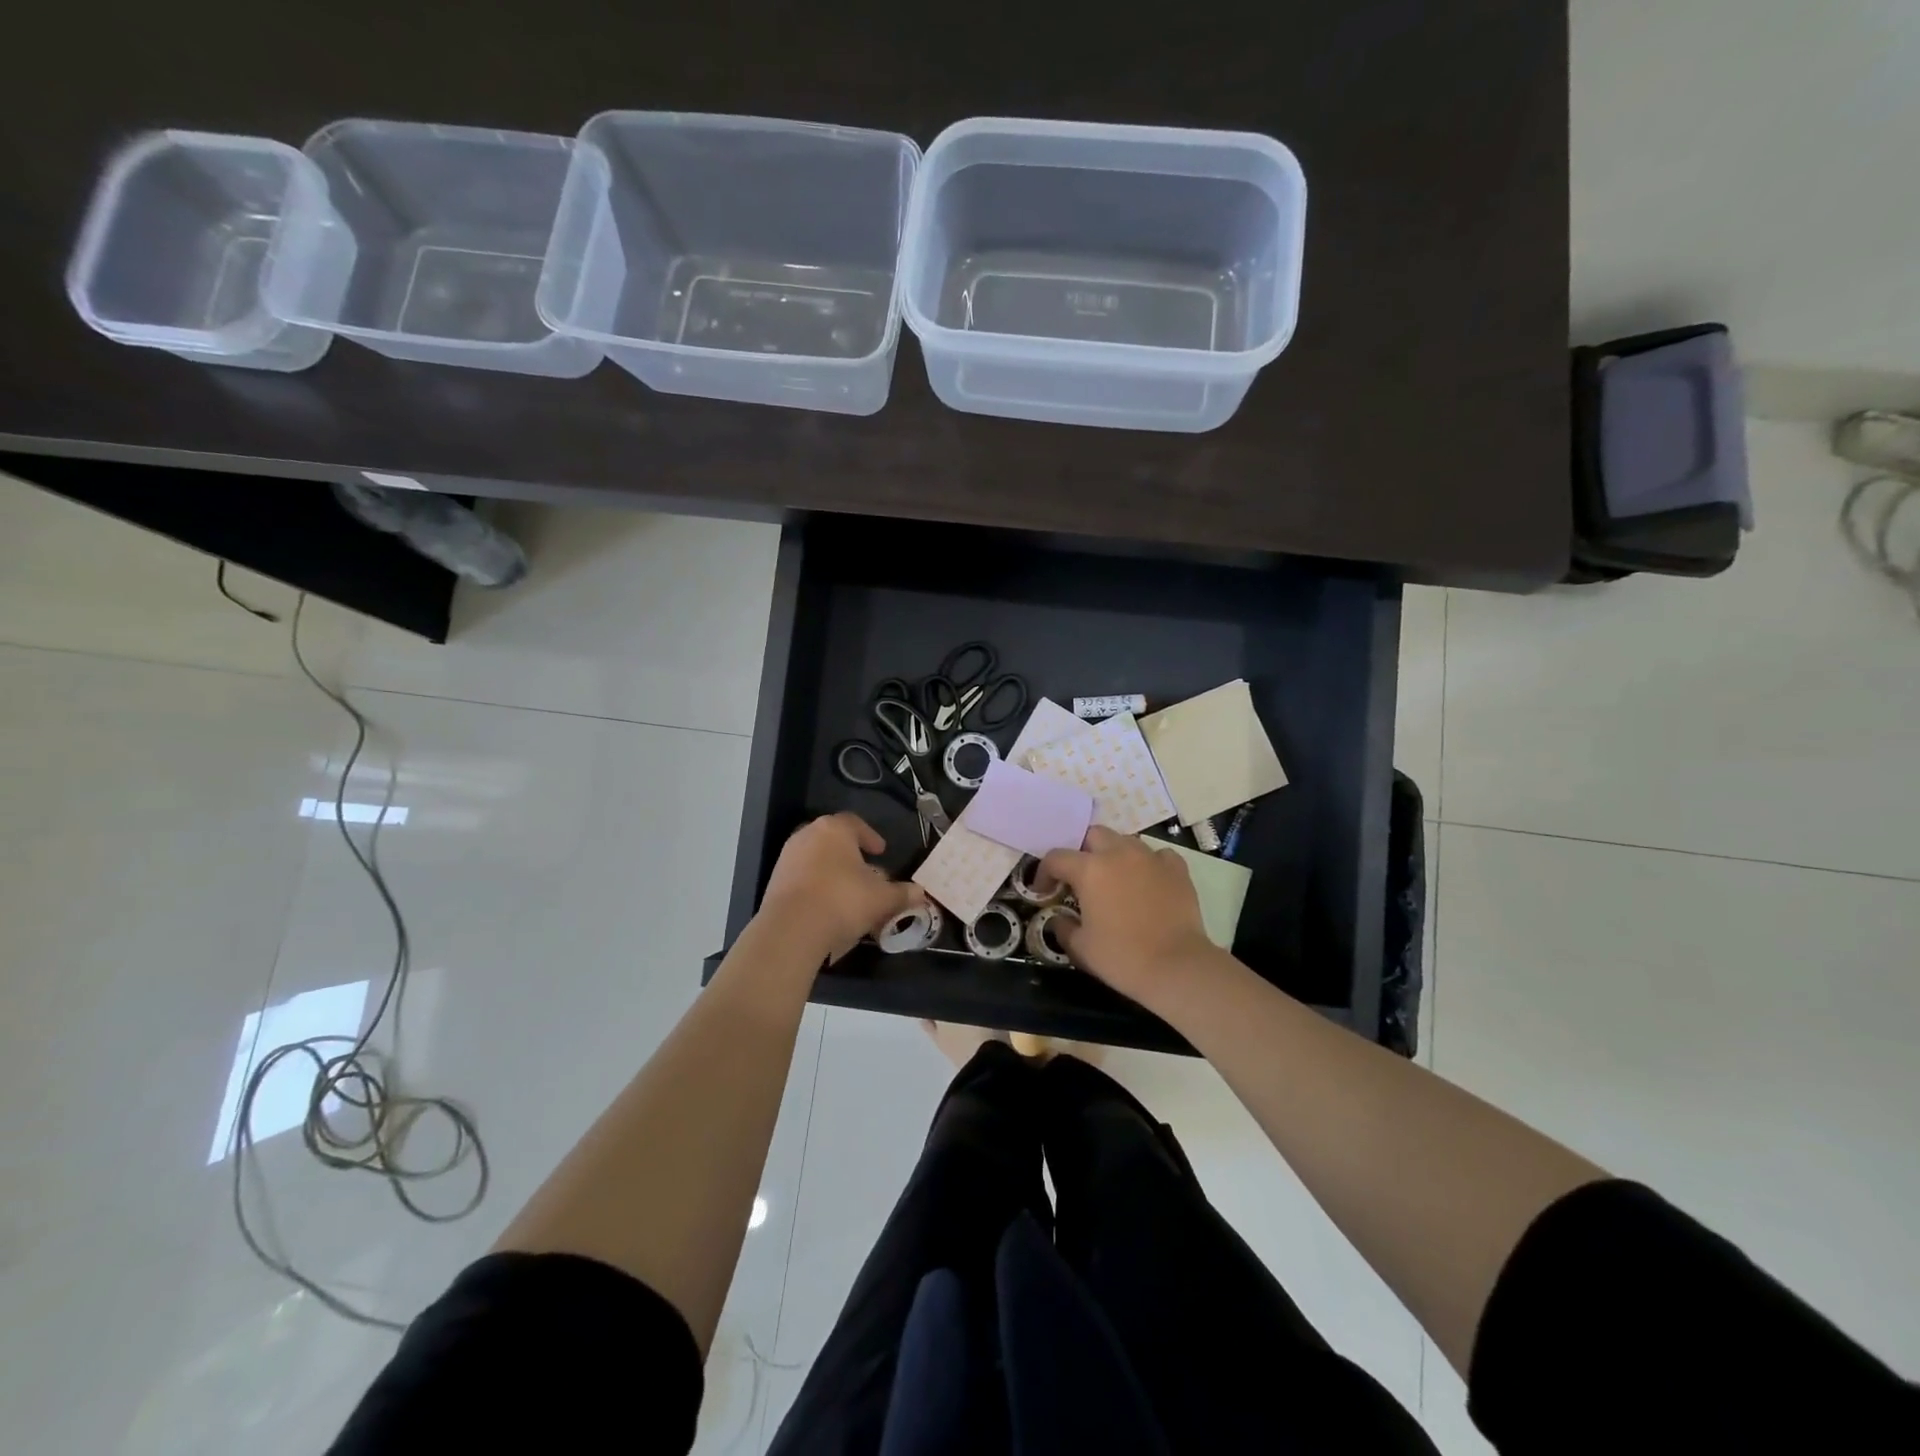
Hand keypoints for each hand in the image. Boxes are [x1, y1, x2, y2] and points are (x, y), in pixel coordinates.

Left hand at [761, 813, 921, 962]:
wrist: (791, 929)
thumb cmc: (843, 900)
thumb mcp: (882, 899)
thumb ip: (902, 893)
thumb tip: (920, 893)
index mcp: (835, 829)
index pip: (855, 823)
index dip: (870, 837)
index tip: (881, 851)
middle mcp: (808, 835)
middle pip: (834, 841)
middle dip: (851, 856)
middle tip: (867, 872)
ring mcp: (788, 857)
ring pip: (817, 859)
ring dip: (833, 872)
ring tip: (850, 893)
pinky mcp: (775, 880)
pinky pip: (803, 877)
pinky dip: (817, 886)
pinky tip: (828, 906)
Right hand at [1039, 826, 1214, 1006]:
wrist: (1176, 967)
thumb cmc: (1121, 957)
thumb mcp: (1080, 947)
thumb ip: (1063, 927)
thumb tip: (1058, 919)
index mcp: (1089, 869)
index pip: (1056, 858)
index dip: (1044, 873)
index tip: (1044, 891)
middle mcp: (1118, 853)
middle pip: (1093, 835)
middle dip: (1082, 852)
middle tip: (1081, 878)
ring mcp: (1150, 858)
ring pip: (1125, 841)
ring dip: (1114, 854)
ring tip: (1115, 879)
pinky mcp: (1176, 869)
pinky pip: (1158, 855)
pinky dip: (1148, 864)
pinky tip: (1148, 881)